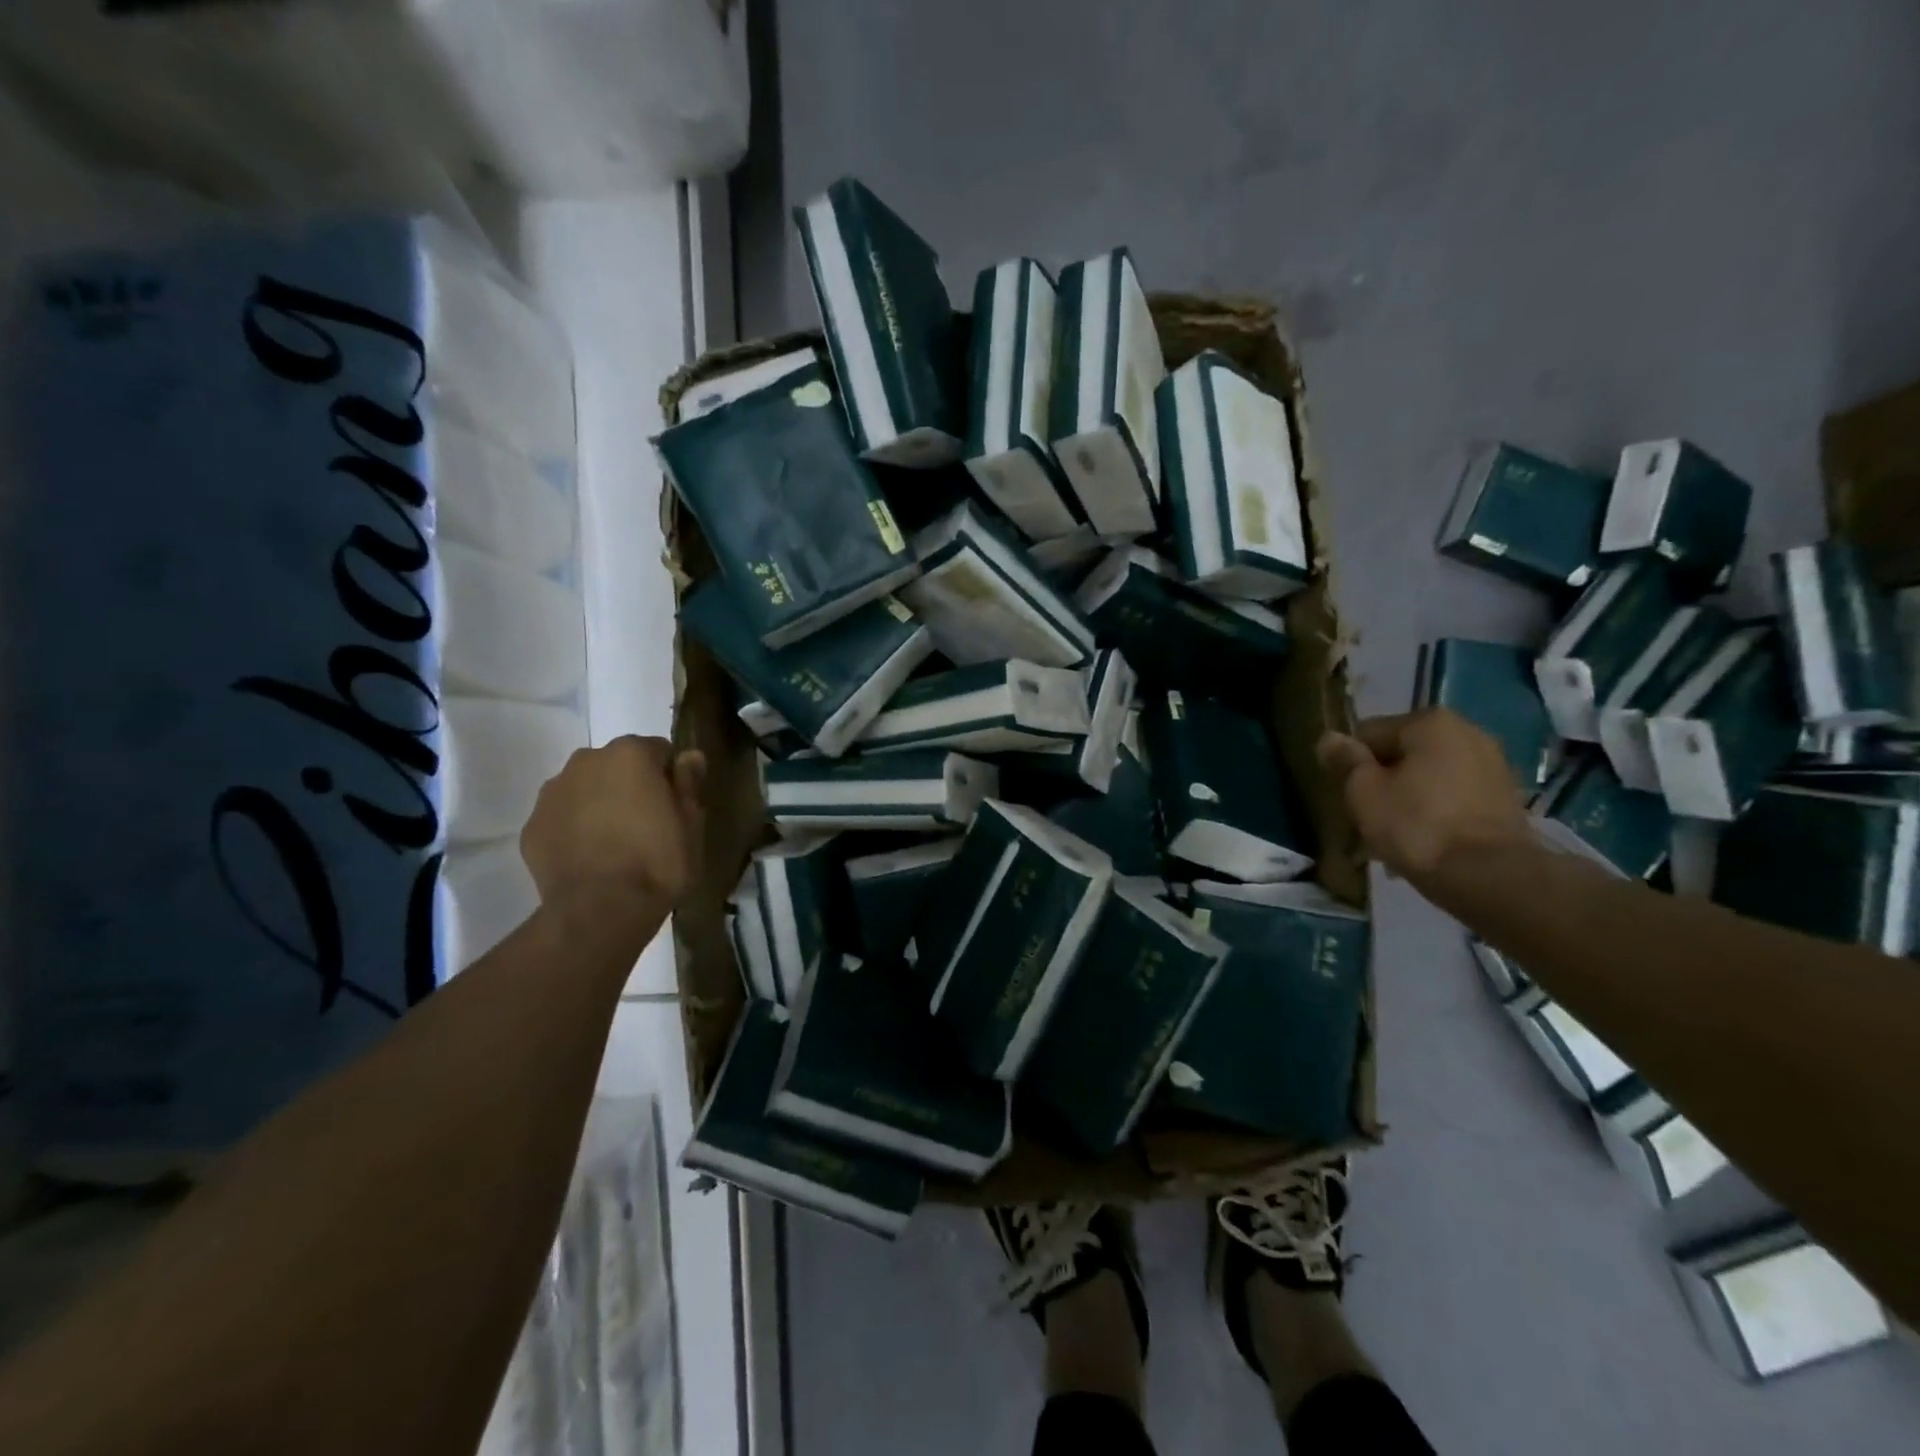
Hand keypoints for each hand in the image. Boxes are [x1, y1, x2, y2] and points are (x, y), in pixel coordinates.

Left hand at [521, 736, 705, 913]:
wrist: (599, 912)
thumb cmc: (657, 862)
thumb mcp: (692, 824)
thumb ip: (689, 783)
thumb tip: (690, 756)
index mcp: (631, 754)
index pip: (660, 751)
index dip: (671, 778)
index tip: (675, 807)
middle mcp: (586, 761)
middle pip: (618, 765)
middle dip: (632, 786)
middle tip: (647, 825)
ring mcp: (553, 792)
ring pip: (586, 788)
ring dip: (601, 804)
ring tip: (615, 844)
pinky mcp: (532, 825)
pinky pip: (563, 817)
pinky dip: (575, 829)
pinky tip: (590, 858)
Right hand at [1317, 709, 1530, 880]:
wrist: (1489, 876)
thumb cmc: (1416, 826)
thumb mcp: (1363, 792)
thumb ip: (1345, 761)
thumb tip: (1330, 738)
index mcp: (1430, 722)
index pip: (1369, 734)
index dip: (1352, 765)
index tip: (1350, 797)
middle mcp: (1468, 732)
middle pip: (1402, 754)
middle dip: (1384, 781)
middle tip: (1371, 818)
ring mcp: (1493, 764)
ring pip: (1429, 776)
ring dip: (1409, 797)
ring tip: (1398, 834)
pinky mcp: (1507, 797)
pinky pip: (1454, 796)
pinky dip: (1437, 811)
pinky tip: (1427, 840)